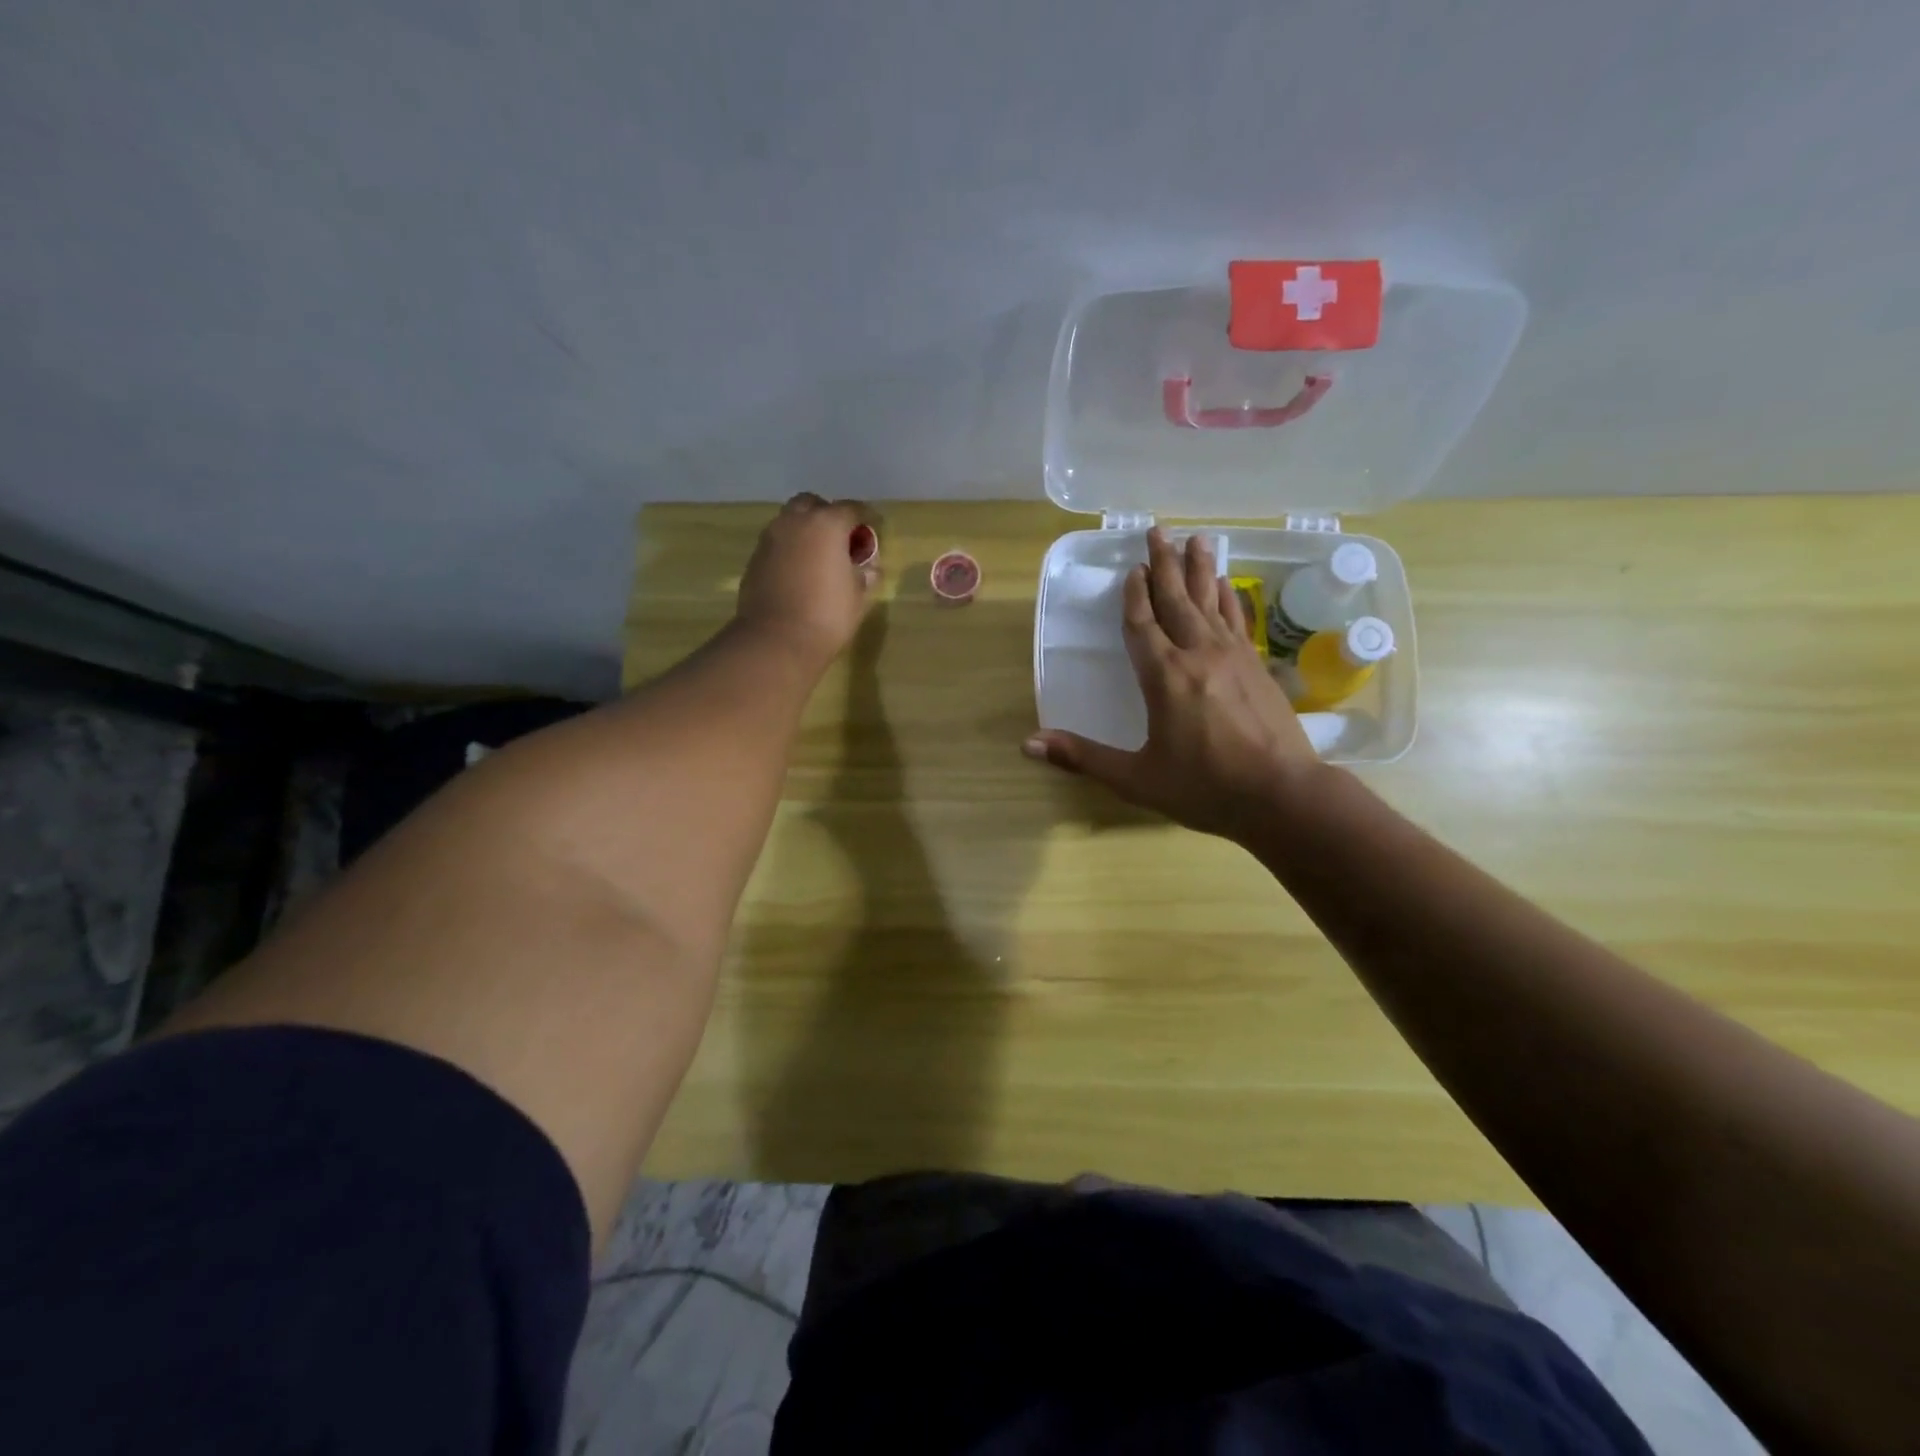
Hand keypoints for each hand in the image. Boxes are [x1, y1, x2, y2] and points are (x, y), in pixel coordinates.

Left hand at [735, 493, 879, 668]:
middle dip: (828, 515)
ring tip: (819, 556)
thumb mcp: (859, 597)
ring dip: (806, 530)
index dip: (867, 518)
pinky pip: (777, 543)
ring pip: (790, 521)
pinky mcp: (755, 558)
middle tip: (841, 539)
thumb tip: (868, 567)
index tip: (874, 531)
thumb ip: (865, 574)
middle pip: (813, 504)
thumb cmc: (827, 616)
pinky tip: (799, 571)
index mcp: (827, 524)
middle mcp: (795, 522)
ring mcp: (770, 538)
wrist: (775, 640)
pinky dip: (790, 549)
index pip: (852, 509)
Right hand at [1024, 528, 1327, 842]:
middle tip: (1158, 531)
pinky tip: (1226, 584)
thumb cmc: (1204, 788)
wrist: (1282, 795)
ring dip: (1199, 570)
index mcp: (1164, 677)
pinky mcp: (1257, 666)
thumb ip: (1082, 757)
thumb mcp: (1136, 778)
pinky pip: (1237, 619)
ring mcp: (1233, 656)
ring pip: (1210, 602)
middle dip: (1164, 565)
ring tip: (1196, 539)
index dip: (1133, 597)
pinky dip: (1228, 598)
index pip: (1142, 625)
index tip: (1132, 570)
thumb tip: (1028, 744)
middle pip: (1176, 600)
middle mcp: (1197, 655)